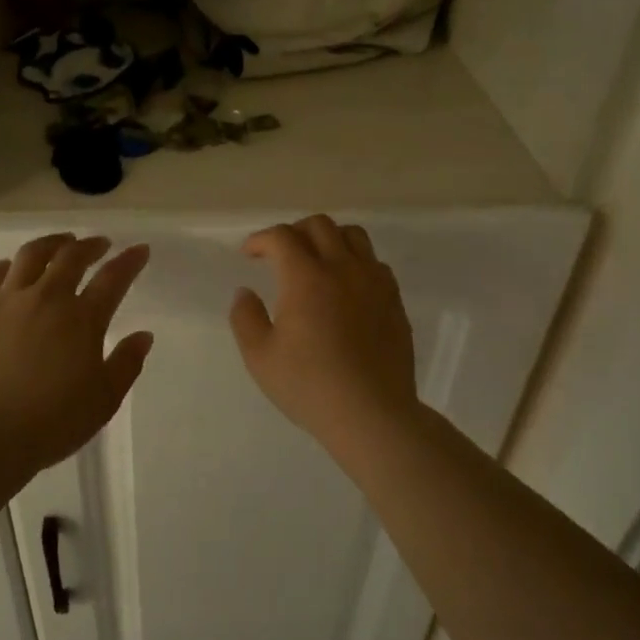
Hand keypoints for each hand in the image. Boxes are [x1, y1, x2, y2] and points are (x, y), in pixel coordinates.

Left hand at [0, 234, 154, 471]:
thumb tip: (143, 335)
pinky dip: (7, 267)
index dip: (130, 261)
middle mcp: (46, 298)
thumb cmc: (53, 422)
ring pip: (30, 256)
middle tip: (100, 244)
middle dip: (90, 245)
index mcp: (82, 319)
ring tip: (60, 244)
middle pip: (71, 257)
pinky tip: (10, 268)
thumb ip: (126, 363)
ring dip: (51, 244)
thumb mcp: (104, 399)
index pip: (113, 279)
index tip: (140, 250)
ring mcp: (6, 302)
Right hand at [230, 215, 420, 453]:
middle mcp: (342, 269)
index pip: (281, 237)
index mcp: (306, 278)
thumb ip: (245, 317)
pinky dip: (355, 261)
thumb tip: (245, 292)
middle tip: (279, 254)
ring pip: (353, 236)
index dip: (260, 239)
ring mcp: (374, 282)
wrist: (372, 414)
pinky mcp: (394, 300)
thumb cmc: (309, 386)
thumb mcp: (260, 357)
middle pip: (319, 225)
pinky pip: (374, 262)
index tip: (249, 254)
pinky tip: (346, 286)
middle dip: (293, 232)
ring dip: (328, 238)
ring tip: (316, 261)